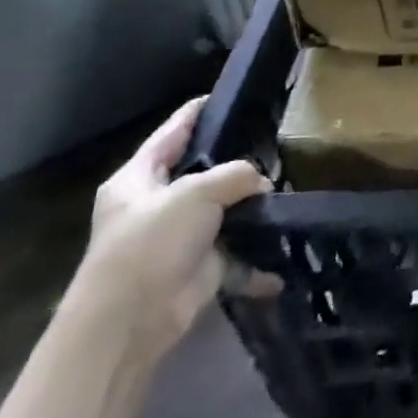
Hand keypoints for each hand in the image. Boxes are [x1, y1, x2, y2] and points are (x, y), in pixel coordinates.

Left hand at [67, 97, 272, 359]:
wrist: (130, 322)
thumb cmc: (151, 242)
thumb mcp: (196, 193)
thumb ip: (235, 175)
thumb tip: (263, 182)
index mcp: (138, 179)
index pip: (171, 133)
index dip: (197, 112)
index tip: (227, 95)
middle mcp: (156, 205)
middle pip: (201, 173)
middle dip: (236, 163)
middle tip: (275, 144)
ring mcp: (178, 238)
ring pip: (223, 212)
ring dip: (252, 209)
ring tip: (288, 188)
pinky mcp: (198, 269)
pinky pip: (237, 256)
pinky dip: (258, 259)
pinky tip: (285, 251)